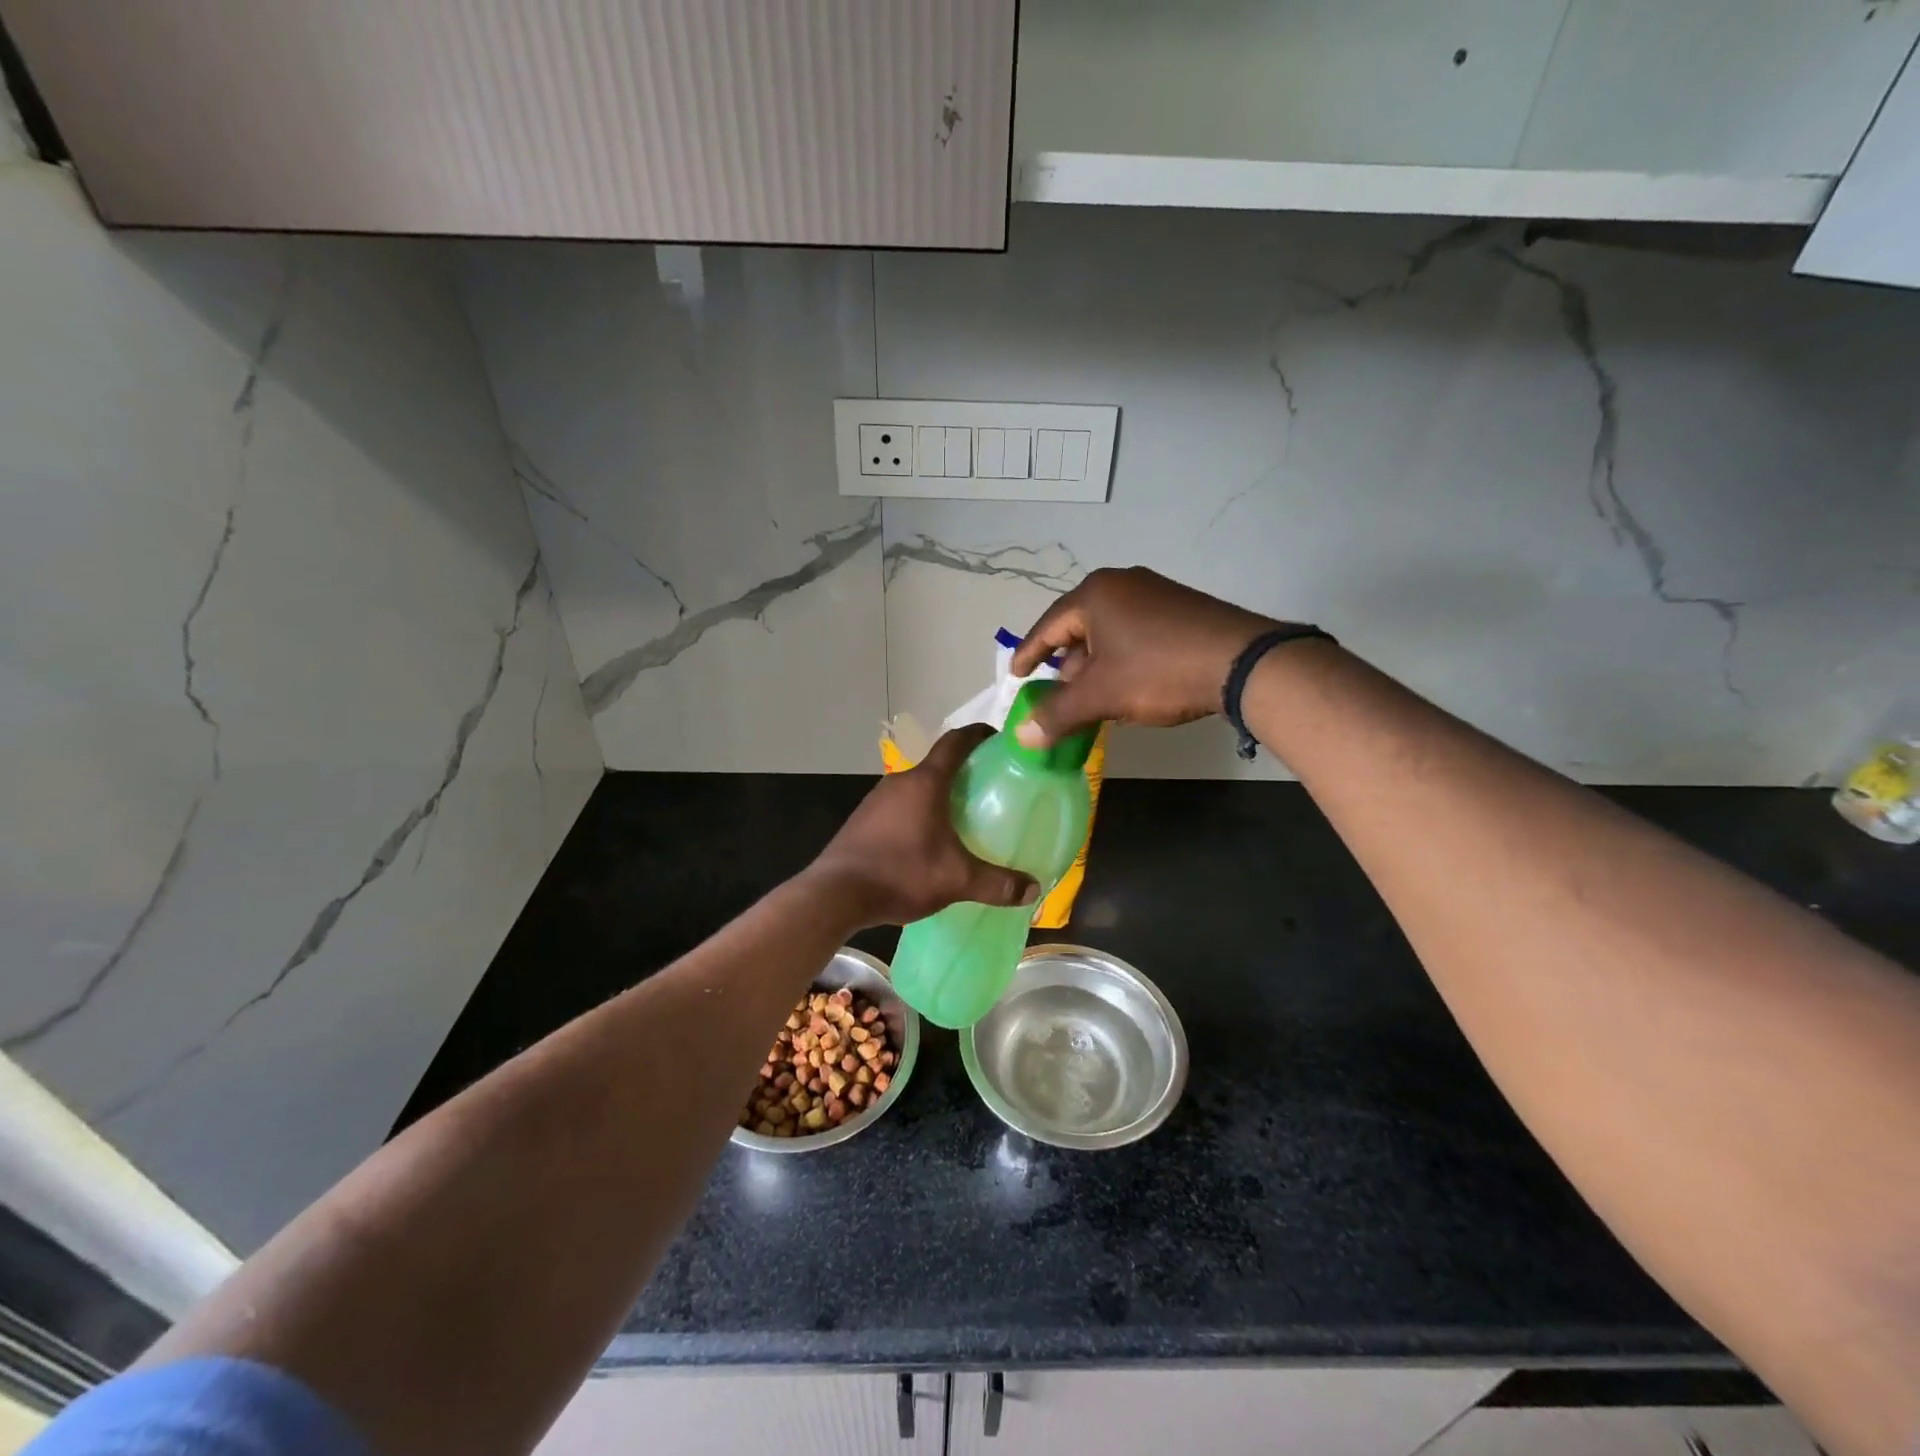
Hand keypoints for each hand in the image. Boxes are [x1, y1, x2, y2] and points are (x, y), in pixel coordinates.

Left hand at [808, 726, 1039, 927]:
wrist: (835, 894)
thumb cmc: (900, 874)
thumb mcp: (956, 880)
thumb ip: (997, 884)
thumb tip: (1033, 889)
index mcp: (925, 782)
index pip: (956, 742)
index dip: (979, 735)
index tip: (999, 739)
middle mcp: (899, 781)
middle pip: (937, 764)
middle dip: (964, 771)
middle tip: (990, 787)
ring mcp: (876, 800)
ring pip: (916, 786)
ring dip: (938, 793)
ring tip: (963, 814)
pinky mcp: (863, 820)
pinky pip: (899, 805)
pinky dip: (918, 811)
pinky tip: (927, 838)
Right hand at [1009, 567, 1282, 744]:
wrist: (1243, 662)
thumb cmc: (1158, 671)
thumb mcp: (1102, 696)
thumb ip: (1058, 714)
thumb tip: (1021, 737)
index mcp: (1095, 594)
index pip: (1048, 626)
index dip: (1029, 654)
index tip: (1016, 676)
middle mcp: (1122, 583)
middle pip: (1079, 628)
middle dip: (1067, 666)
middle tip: (1060, 696)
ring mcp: (1155, 592)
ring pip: (1109, 633)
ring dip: (1097, 666)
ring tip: (1095, 698)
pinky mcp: (1180, 607)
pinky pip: (1136, 632)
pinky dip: (1123, 659)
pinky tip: (1130, 686)